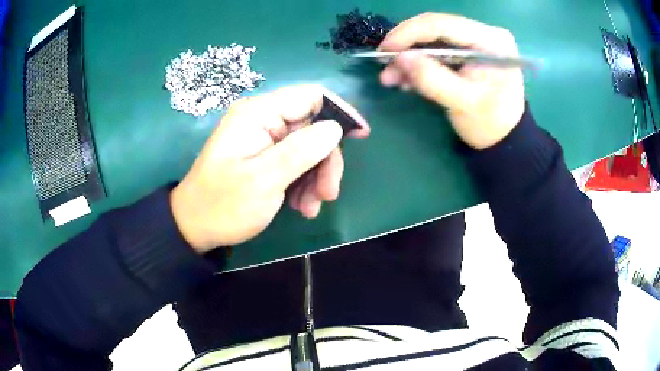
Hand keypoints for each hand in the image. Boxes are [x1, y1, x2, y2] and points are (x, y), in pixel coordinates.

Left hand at [170, 85, 369, 252]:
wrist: (195, 227)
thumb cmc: (224, 204)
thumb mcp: (264, 180)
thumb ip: (302, 150)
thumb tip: (335, 128)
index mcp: (259, 113)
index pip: (311, 96)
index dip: (340, 111)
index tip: (360, 136)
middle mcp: (262, 120)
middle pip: (313, 127)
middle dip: (326, 160)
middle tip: (329, 194)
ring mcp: (263, 139)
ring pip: (307, 148)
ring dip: (316, 178)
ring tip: (311, 208)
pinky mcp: (263, 156)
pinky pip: (294, 163)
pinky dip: (303, 183)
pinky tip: (302, 207)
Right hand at [378, 13, 524, 149]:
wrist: (505, 139)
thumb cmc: (490, 123)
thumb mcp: (463, 103)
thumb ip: (432, 79)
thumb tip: (400, 58)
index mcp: (491, 41)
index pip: (442, 24)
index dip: (409, 33)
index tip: (384, 49)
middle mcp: (483, 33)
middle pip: (435, 29)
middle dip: (406, 47)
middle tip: (384, 66)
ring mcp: (475, 41)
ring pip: (432, 40)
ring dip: (409, 57)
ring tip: (391, 78)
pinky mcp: (467, 51)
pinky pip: (437, 50)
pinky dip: (419, 63)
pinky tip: (407, 79)